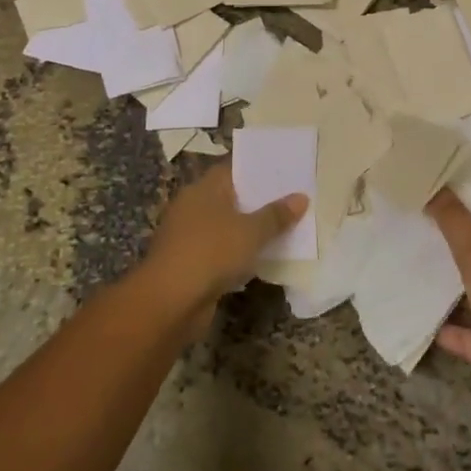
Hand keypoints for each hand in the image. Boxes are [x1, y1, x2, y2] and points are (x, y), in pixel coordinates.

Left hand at [143, 161, 307, 329]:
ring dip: (249, 229)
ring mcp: (189, 236)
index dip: (259, 168)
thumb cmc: (211, 253)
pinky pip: (221, 251)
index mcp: (204, 188)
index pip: (233, 168)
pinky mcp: (190, 264)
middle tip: (293, 197)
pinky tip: (262, 257)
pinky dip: (239, 253)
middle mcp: (193, 206)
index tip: (285, 169)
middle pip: (231, 197)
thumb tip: (301, 197)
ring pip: (227, 226)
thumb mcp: (251, 232)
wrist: (169, 303)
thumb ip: (276, 215)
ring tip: (284, 226)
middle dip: (259, 199)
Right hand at [427, 189, 470, 420]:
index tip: (428, 201)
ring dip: (446, 287)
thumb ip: (454, 221)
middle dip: (449, 248)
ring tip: (407, 267)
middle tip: (410, 231)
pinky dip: (445, 327)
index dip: (462, 211)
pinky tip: (418, 316)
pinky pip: (464, 332)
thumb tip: (436, 186)